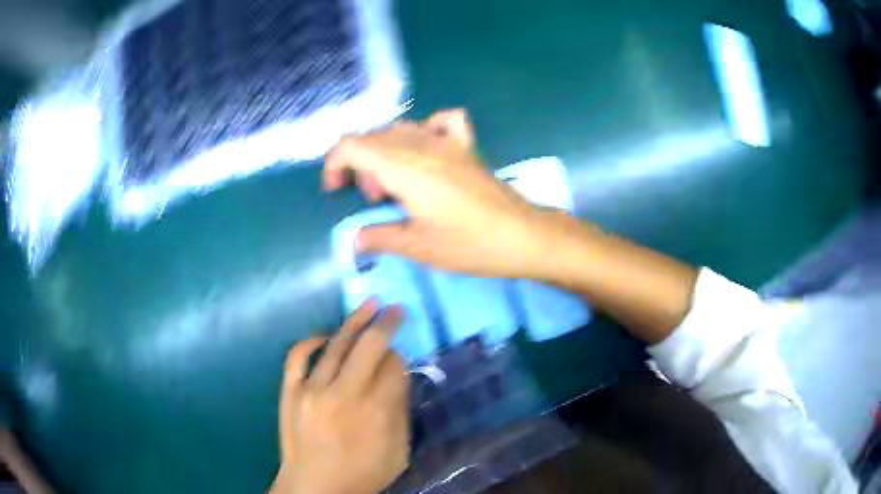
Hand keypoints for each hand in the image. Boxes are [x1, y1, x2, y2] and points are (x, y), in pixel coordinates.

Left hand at [271, 300, 409, 493]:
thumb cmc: (362, 474)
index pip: (393, 367)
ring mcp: (312, 390)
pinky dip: (311, 341)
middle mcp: (344, 393)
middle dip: (386, 324)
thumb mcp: (398, 452)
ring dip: (354, 322)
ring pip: (336, 345)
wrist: (315, 488)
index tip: (401, 353)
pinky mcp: (290, 392)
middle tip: (396, 308)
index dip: (400, 355)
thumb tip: (398, 376)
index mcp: (375, 411)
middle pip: (369, 347)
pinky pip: (298, 357)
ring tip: (369, 304)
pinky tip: (325, 335)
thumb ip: (400, 413)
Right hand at [324, 109, 555, 278]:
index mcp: (403, 167)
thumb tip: (355, 239)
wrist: (522, 235)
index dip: (334, 163)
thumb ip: (380, 238)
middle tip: (379, 201)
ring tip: (400, 184)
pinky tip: (429, 151)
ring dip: (387, 152)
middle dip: (361, 166)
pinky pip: (442, 120)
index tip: (336, 190)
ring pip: (400, 128)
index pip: (351, 144)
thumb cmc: (470, 244)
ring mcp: (447, 141)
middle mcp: (421, 145)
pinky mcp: (467, 146)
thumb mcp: (419, 247)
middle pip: (372, 137)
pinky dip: (426, 129)